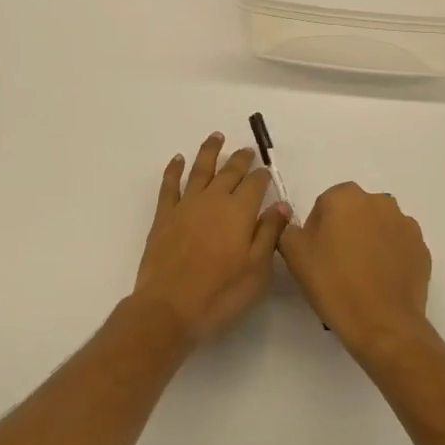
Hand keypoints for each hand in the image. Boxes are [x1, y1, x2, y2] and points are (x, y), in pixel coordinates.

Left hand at [132, 133, 291, 344]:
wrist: (169, 308)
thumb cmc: (220, 294)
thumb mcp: (256, 270)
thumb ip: (269, 234)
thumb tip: (281, 205)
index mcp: (239, 211)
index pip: (255, 185)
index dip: (262, 176)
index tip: (266, 171)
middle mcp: (213, 200)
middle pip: (229, 172)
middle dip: (240, 159)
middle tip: (247, 150)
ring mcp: (186, 205)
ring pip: (200, 169)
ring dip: (209, 151)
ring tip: (216, 136)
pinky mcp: (164, 216)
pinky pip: (169, 185)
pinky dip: (174, 169)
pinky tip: (178, 159)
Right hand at [278, 182, 431, 360]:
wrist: (383, 324)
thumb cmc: (334, 283)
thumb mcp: (294, 255)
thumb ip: (287, 229)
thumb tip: (293, 224)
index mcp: (346, 196)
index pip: (325, 204)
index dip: (317, 229)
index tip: (315, 255)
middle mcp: (379, 201)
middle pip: (354, 212)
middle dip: (345, 231)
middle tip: (335, 265)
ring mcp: (405, 224)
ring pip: (378, 227)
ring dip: (369, 241)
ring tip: (361, 276)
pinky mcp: (422, 248)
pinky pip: (398, 246)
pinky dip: (390, 257)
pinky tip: (380, 282)